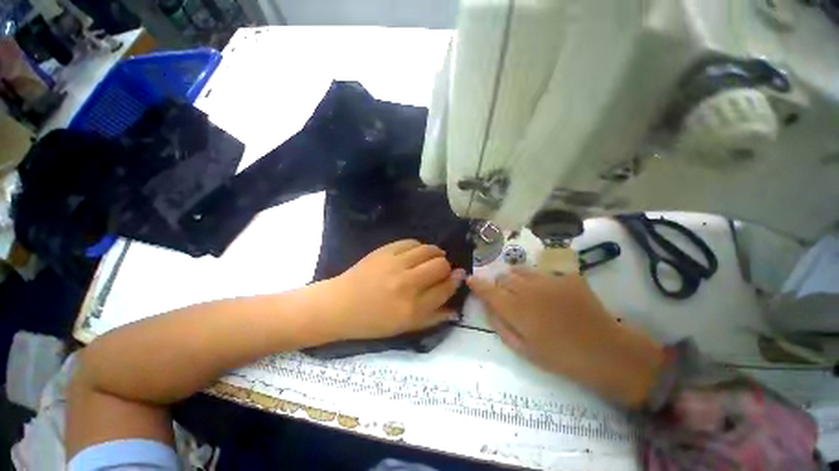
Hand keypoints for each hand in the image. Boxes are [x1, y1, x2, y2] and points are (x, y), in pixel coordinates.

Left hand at [325, 240, 464, 340]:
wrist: (340, 305)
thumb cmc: (372, 321)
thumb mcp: (404, 328)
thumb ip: (432, 319)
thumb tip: (455, 310)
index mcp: (412, 308)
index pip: (445, 289)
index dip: (455, 281)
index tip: (458, 275)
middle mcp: (407, 284)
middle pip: (440, 265)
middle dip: (446, 266)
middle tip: (441, 269)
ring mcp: (395, 264)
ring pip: (428, 250)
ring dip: (435, 253)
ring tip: (432, 257)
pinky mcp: (385, 251)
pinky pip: (410, 242)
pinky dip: (418, 246)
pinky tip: (416, 252)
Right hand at [467, 269, 664, 406]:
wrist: (606, 351)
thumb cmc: (560, 357)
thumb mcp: (523, 350)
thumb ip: (500, 325)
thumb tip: (488, 307)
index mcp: (516, 309)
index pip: (488, 289)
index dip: (476, 283)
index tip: (470, 280)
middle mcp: (529, 289)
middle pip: (503, 276)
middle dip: (499, 284)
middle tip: (506, 297)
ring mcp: (550, 279)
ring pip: (521, 270)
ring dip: (516, 279)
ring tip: (524, 292)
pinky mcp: (567, 276)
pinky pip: (544, 273)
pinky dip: (539, 281)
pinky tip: (550, 294)